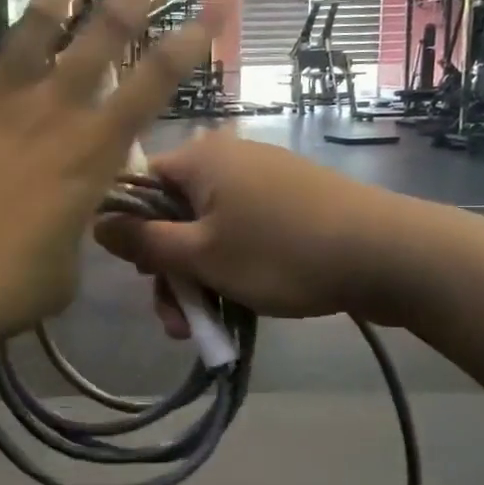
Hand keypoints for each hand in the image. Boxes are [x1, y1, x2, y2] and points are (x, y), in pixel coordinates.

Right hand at [94, 134, 443, 332]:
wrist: (387, 254)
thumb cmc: (280, 252)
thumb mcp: (201, 256)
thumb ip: (143, 242)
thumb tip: (96, 223)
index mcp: (200, 158)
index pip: (138, 184)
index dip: (129, 230)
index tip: (138, 274)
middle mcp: (227, 157)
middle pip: (173, 213)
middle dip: (169, 270)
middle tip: (177, 320)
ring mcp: (262, 177)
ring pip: (207, 228)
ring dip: (199, 277)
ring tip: (208, 327)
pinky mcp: (289, 199)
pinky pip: (241, 229)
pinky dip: (231, 263)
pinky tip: (238, 302)